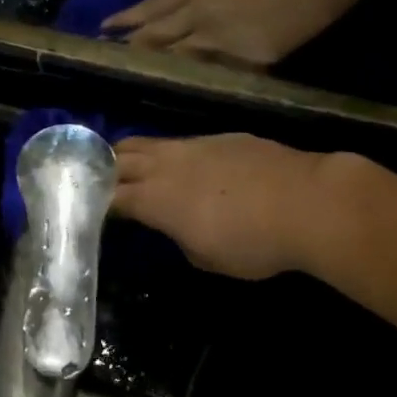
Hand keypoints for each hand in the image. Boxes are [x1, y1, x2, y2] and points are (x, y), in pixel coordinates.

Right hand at [113, 135, 341, 280]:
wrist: (307, 202)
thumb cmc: (253, 242)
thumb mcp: (208, 258)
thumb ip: (181, 239)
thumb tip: (178, 228)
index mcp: (154, 199)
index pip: (110, 197)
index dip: (96, 203)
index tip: (88, 210)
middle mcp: (164, 165)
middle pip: (118, 158)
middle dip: (102, 169)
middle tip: (95, 181)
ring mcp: (191, 145)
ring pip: (146, 143)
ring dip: (131, 155)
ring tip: (129, 166)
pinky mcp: (219, 137)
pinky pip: (181, 142)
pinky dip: (170, 154)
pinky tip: (186, 167)